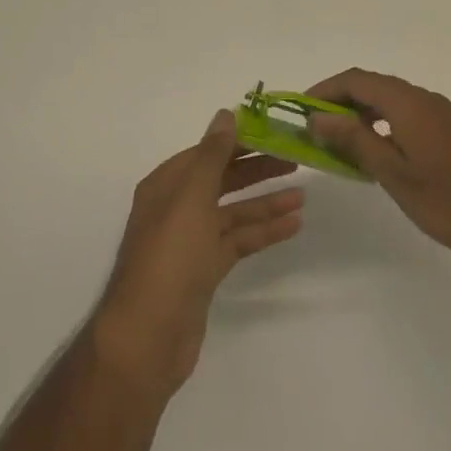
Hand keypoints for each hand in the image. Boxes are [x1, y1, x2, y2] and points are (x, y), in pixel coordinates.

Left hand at [92, 111, 302, 396]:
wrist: (148, 335)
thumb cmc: (169, 257)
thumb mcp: (191, 197)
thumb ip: (212, 155)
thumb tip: (226, 114)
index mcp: (166, 185)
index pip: (207, 152)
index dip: (239, 141)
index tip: (274, 132)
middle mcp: (176, 208)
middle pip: (221, 179)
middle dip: (256, 169)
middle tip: (295, 160)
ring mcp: (191, 241)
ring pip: (233, 212)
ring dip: (265, 203)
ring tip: (302, 195)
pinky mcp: (204, 270)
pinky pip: (238, 241)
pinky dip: (263, 232)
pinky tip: (293, 225)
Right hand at [307, 69, 450, 280]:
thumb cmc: (449, 204)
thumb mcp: (393, 173)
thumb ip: (354, 140)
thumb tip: (318, 116)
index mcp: (410, 104)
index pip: (357, 80)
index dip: (324, 89)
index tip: (300, 110)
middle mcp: (425, 99)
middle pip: (373, 86)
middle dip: (339, 102)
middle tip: (314, 129)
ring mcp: (441, 115)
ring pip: (390, 101)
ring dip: (360, 114)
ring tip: (337, 143)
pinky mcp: (450, 132)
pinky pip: (406, 115)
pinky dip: (381, 125)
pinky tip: (372, 154)